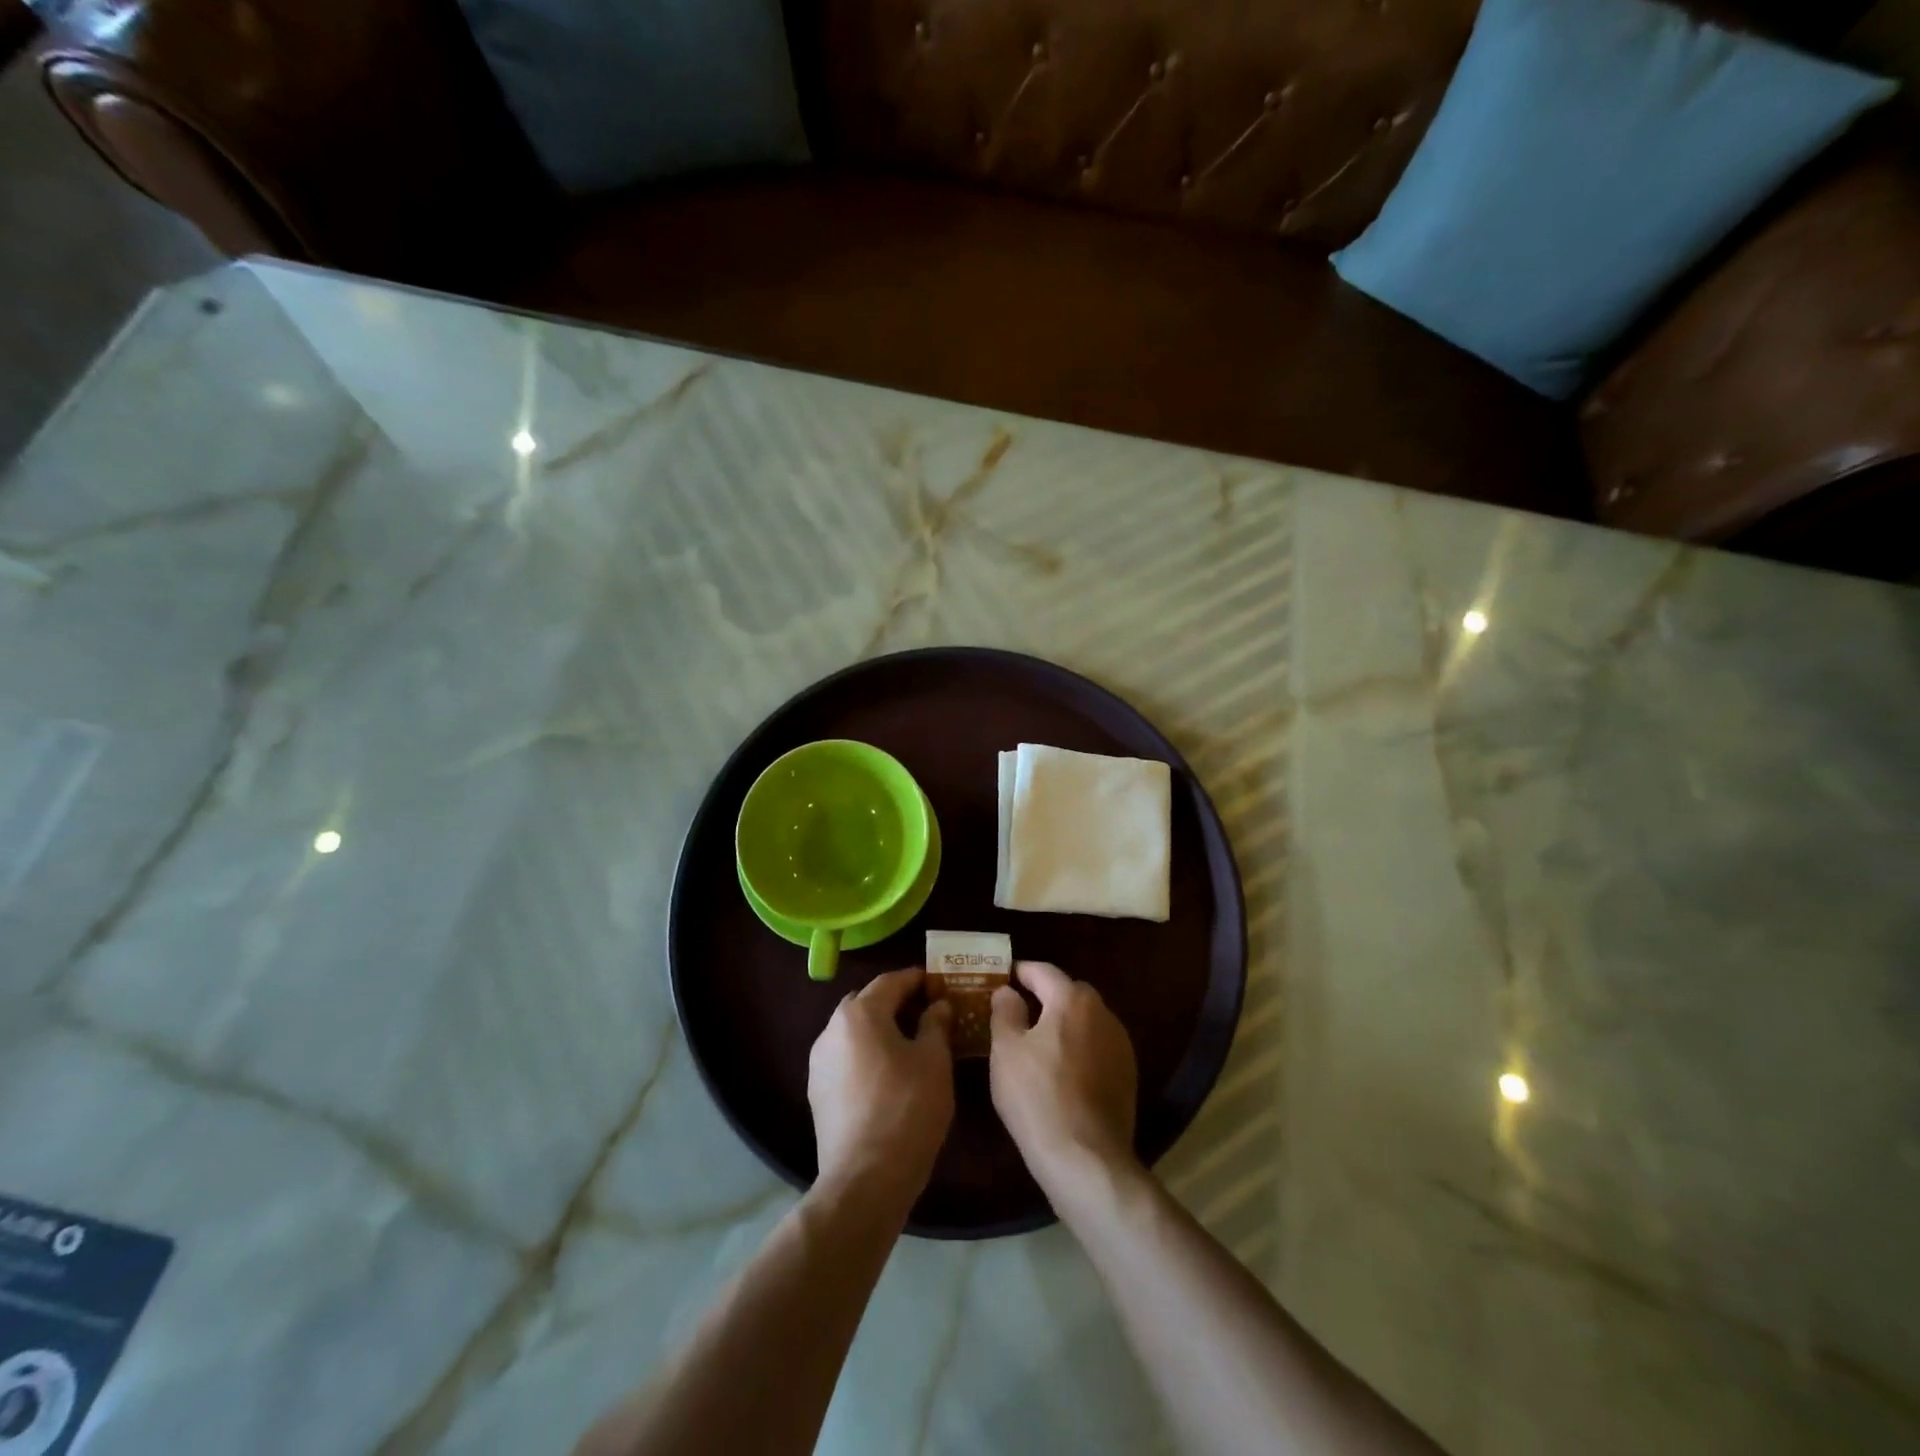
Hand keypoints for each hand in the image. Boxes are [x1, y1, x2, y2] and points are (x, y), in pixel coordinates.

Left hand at [808, 968, 954, 1207]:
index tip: (939, 984)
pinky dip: (866, 1054)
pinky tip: (888, 1074)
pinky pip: (846, 1057)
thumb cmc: (907, 1109)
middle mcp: (832, 1029)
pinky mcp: (816, 1091)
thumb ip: (936, 1024)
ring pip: (854, 1031)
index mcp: (860, 1013)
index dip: (917, 979)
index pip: (891, 981)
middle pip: (867, 1002)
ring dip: (879, 1029)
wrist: (865, 1179)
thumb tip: (937, 1005)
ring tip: (910, 1044)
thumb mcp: (934, 1061)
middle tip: (927, 1012)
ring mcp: (819, 1061)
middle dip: (896, 1002)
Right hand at [989, 961, 1138, 1195]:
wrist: (1086, 1158)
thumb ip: (1005, 1012)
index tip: (1004, 975)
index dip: (1022, 971)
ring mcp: (1120, 1045)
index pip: (1044, 971)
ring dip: (1065, 1022)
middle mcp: (1102, 1014)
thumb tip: (1007, 991)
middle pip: (1070, 993)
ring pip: (1087, 1020)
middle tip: (1019, 1008)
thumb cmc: (1037, 1097)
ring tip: (1039, 1040)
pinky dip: (1080, 1047)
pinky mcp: (1127, 1075)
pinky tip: (1062, 1069)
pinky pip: (1098, 1046)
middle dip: (1046, 995)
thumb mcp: (1006, 1051)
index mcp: (1072, 1000)